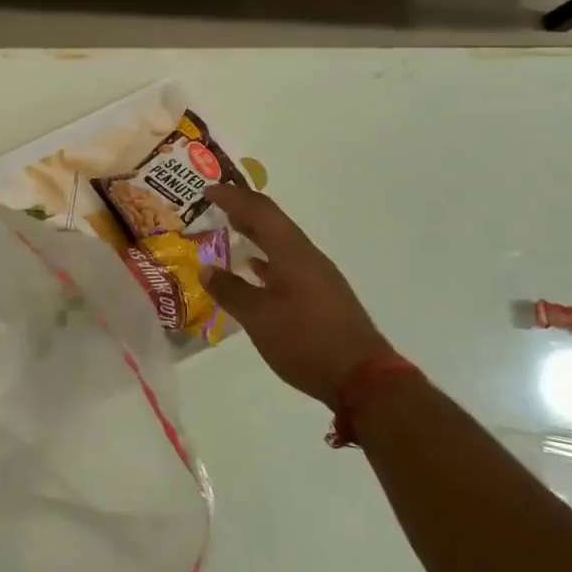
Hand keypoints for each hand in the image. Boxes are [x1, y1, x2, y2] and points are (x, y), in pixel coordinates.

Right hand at [203, 185, 392, 407]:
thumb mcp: (259, 318)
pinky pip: (288, 264)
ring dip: (256, 234)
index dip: (233, 197)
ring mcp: (318, 276)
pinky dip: (267, 260)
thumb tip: (207, 270)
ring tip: (230, 232)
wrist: (364, 380)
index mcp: (292, 253)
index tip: (208, 191)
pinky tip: (255, 271)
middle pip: (273, 223)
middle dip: (244, 211)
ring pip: (281, 243)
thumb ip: (231, 291)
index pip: (260, 211)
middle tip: (215, 206)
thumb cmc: (306, 341)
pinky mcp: (323, 296)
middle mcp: (307, 257)